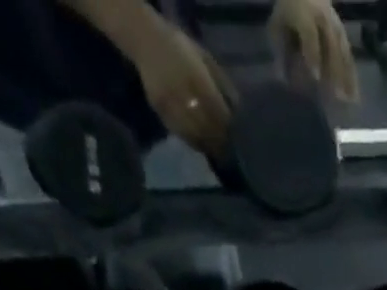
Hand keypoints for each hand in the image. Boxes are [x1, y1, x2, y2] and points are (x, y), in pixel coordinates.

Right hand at [132, 23, 235, 153]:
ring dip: (208, 146)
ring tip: (217, 152)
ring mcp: (172, 105)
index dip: (230, 132)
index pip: (220, 117)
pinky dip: (193, 142)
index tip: (238, 142)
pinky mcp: (161, 111)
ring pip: (195, 136)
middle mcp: (186, 96)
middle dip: (221, 143)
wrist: (146, 39)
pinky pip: (181, 133)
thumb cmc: (182, 48)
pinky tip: (201, 144)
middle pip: (209, 130)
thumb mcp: (206, 60)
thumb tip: (240, 112)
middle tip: (230, 153)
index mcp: (200, 82)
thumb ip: (223, 85)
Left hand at [268, 0, 360, 102]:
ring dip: (348, 77)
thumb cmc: (289, 10)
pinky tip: (354, 93)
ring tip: (352, 100)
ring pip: (343, 53)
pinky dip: (352, 75)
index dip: (313, 55)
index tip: (315, 77)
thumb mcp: (278, 26)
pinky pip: (348, 56)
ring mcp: (335, 25)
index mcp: (304, 13)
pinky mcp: (343, 34)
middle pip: (331, 47)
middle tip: (337, 97)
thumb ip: (281, 50)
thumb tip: (281, 78)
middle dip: (335, 72)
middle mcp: (323, 18)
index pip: (310, 35)